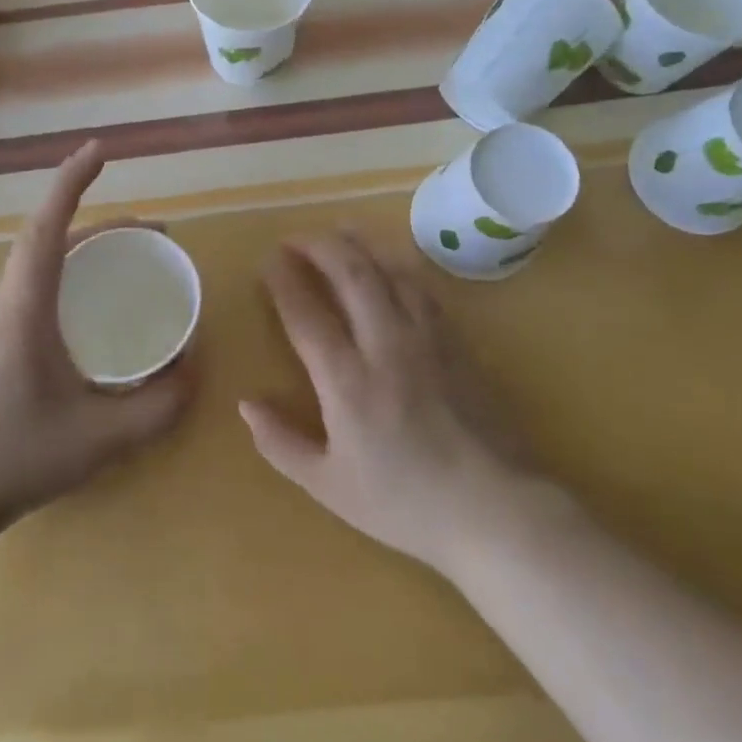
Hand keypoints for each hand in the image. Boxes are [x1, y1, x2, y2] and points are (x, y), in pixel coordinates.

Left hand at [0, 142, 196, 537]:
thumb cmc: (14, 460)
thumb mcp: (101, 439)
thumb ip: (159, 406)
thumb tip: (195, 368)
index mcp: (20, 308)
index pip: (46, 227)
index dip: (72, 181)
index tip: (100, 150)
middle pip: (47, 242)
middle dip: (102, 228)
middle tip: (152, 240)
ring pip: (32, 266)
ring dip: (78, 255)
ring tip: (123, 270)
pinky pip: (20, 289)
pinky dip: (58, 280)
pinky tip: (79, 314)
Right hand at [239, 232, 537, 574]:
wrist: (494, 510)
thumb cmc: (405, 504)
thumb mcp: (329, 486)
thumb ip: (281, 444)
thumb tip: (246, 404)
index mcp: (347, 381)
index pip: (306, 313)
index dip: (283, 280)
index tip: (268, 260)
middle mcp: (385, 345)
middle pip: (351, 273)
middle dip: (319, 246)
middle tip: (297, 238)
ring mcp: (427, 338)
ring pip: (390, 271)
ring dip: (360, 244)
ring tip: (339, 231)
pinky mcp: (457, 342)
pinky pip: (422, 288)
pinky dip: (398, 265)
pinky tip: (390, 262)